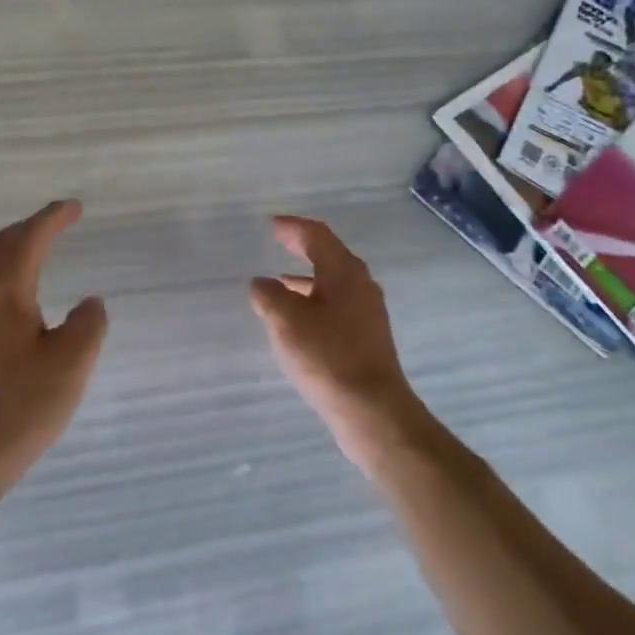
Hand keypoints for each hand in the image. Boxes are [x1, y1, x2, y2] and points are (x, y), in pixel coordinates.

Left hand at [0, 200, 107, 498]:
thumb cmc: (16, 410)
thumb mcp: (71, 365)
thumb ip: (88, 325)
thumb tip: (88, 304)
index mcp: (2, 293)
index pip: (29, 239)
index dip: (53, 218)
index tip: (75, 207)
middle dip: (29, 228)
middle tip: (58, 223)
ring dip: (14, 251)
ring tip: (40, 254)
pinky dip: (5, 277)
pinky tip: (20, 303)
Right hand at [249, 216, 427, 472]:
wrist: (372, 410)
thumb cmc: (327, 356)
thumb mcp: (287, 321)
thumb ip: (270, 295)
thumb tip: (262, 283)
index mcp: (343, 271)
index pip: (317, 235)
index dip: (293, 227)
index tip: (272, 224)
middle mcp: (360, 284)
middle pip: (329, 255)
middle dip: (303, 247)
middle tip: (279, 241)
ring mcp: (367, 311)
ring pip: (334, 282)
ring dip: (307, 277)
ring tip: (280, 282)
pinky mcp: (367, 336)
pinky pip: (337, 305)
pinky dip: (315, 300)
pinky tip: (299, 320)